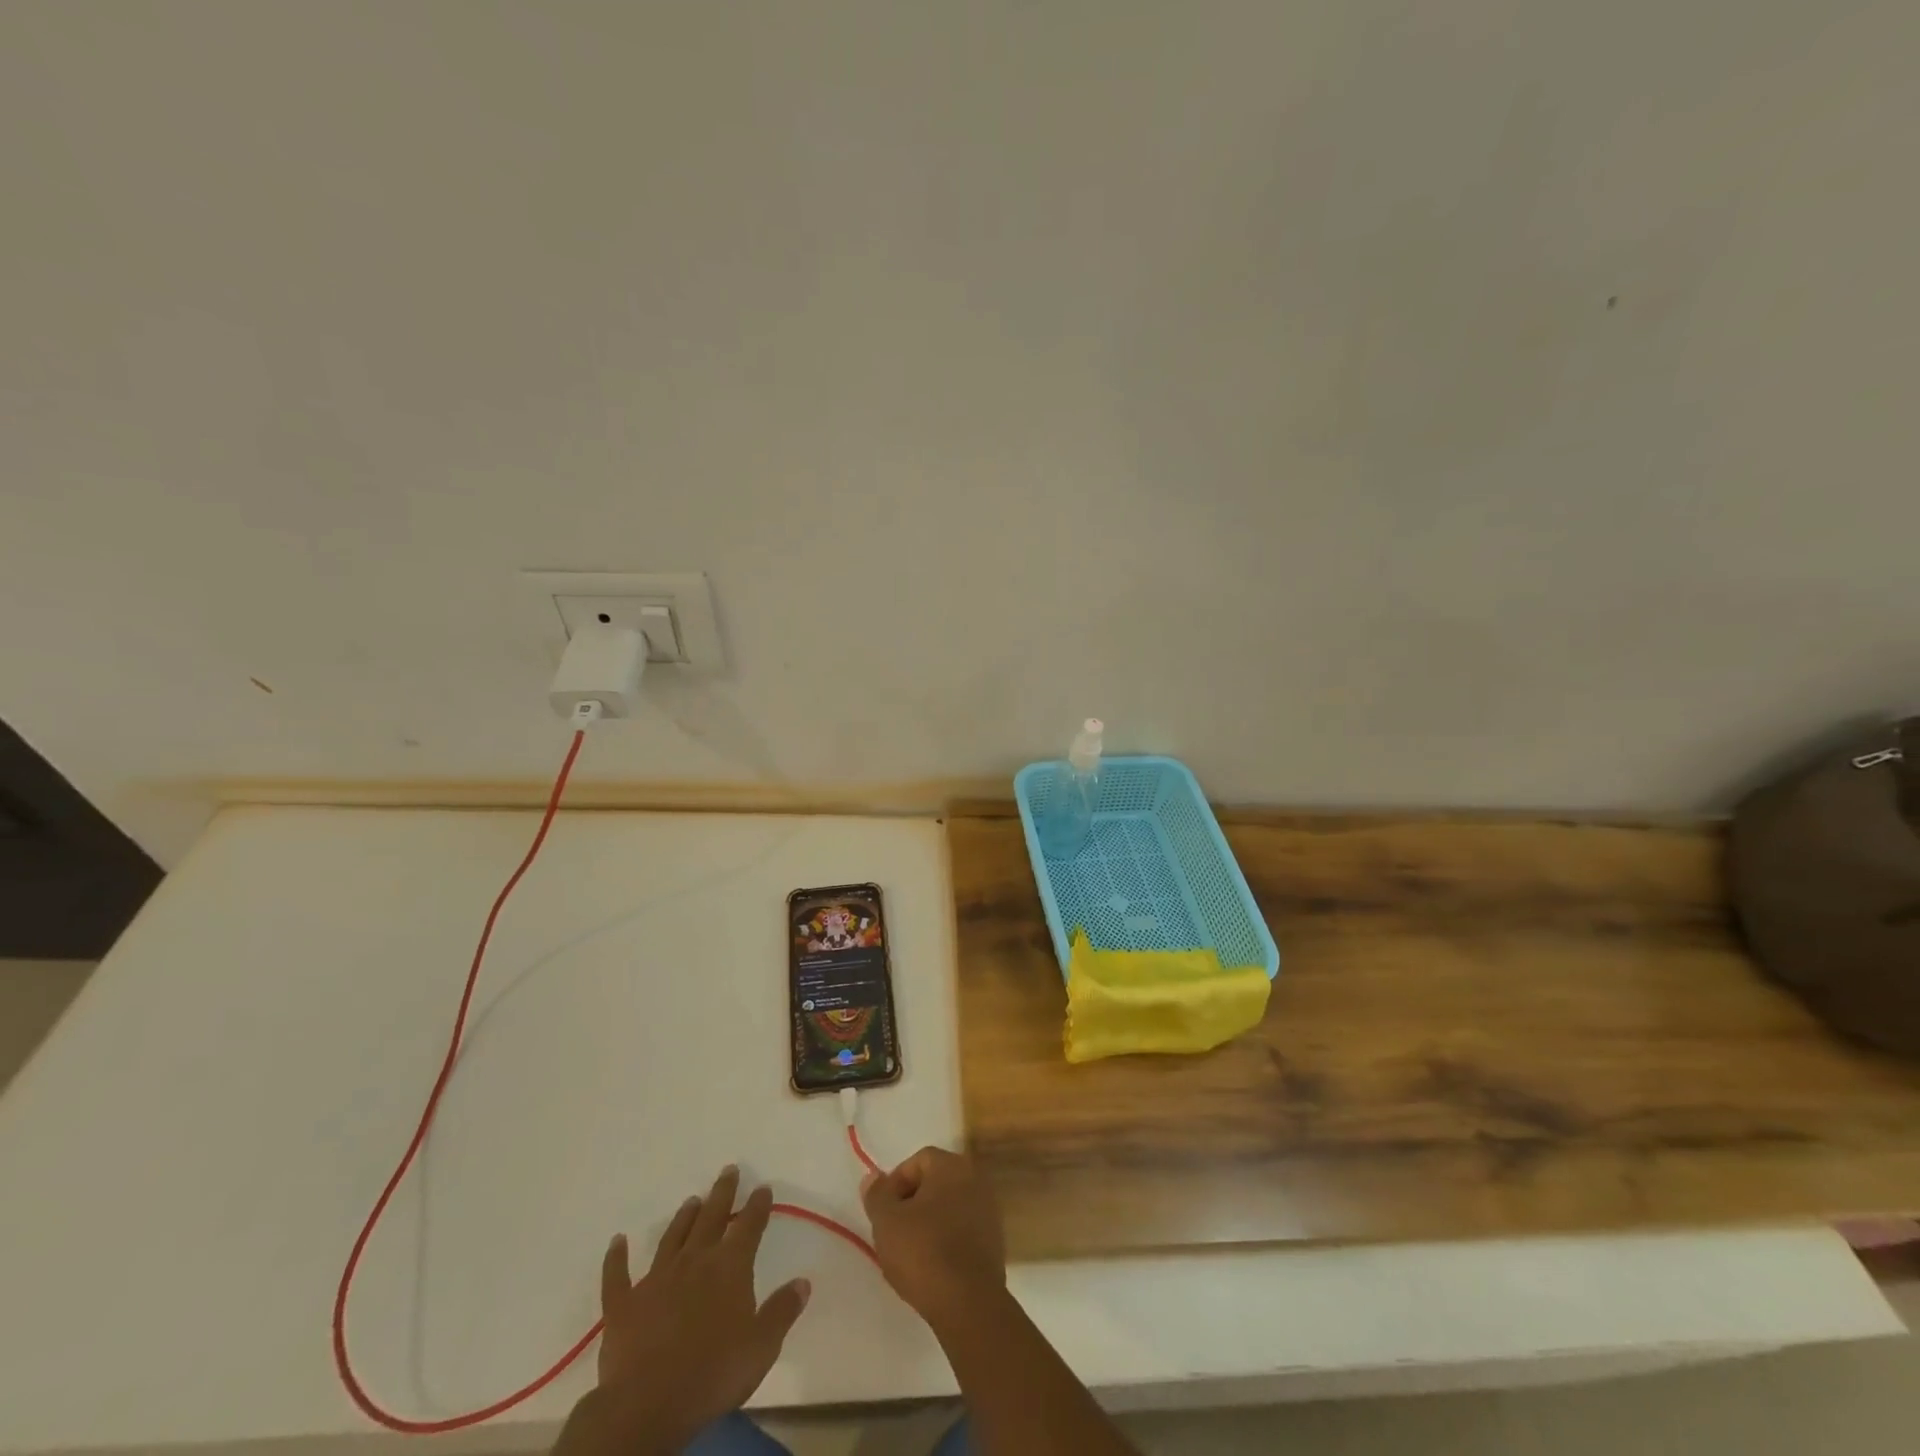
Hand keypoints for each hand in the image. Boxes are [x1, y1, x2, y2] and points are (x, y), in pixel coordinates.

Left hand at [590, 1166, 810, 1451]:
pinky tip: (617, 1241)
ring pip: (673, 1238)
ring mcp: (656, 1279)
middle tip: (727, 1170)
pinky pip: (618, 1276)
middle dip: (722, 1193)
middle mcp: (695, 1261)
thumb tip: (803, 1282)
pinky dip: (617, 1257)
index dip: (758, 1205)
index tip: (763, 1187)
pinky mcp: (624, 1305)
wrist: (647, 1404)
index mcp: (729, 1267)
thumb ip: (782, 1311)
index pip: (749, 1226)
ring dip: (683, 1218)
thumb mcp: (762, 1346)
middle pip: (711, 1218)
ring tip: (692, 1200)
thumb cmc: (712, 1374)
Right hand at [861, 1146, 1005, 1331]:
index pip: (918, 1161)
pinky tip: (933, 1266)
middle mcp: (975, 1179)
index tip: (883, 1212)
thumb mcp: (886, 1221)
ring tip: (910, 1253)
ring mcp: (989, 1210)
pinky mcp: (995, 1241)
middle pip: (935, 1182)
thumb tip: (873, 1176)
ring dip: (929, 1222)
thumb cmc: (923, 1252)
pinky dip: (946, 1240)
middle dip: (911, 1202)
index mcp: (952, 1166)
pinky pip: (962, 1230)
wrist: (968, 1303)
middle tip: (894, 1231)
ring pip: (949, 1207)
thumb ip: (877, 1194)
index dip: (896, 1183)